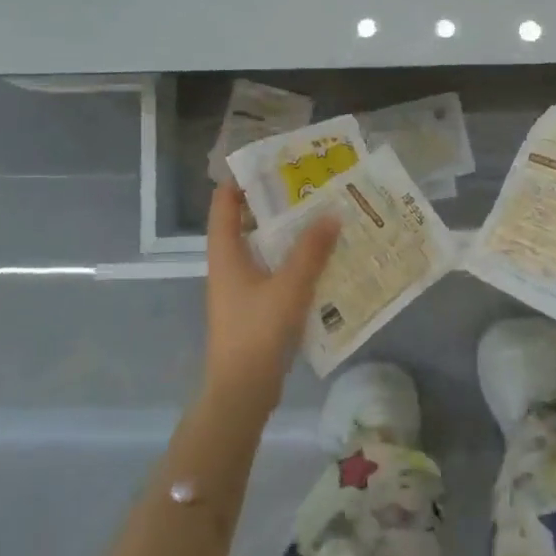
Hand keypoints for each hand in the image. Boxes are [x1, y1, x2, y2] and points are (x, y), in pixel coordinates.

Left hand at [204, 184, 340, 407]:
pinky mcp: (256, 310)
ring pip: (264, 251)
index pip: (224, 204)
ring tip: (323, 219)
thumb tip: (331, 214)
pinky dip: (295, 263)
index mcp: (226, 254)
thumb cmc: (257, 333)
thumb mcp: (289, 287)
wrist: (242, 392)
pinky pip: (275, 274)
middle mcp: (230, 267)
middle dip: (276, 206)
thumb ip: (311, 250)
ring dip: (289, 236)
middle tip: (310, 189)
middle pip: (247, 224)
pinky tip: (324, 262)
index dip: (242, 180)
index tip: (272, 163)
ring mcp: (241, 290)